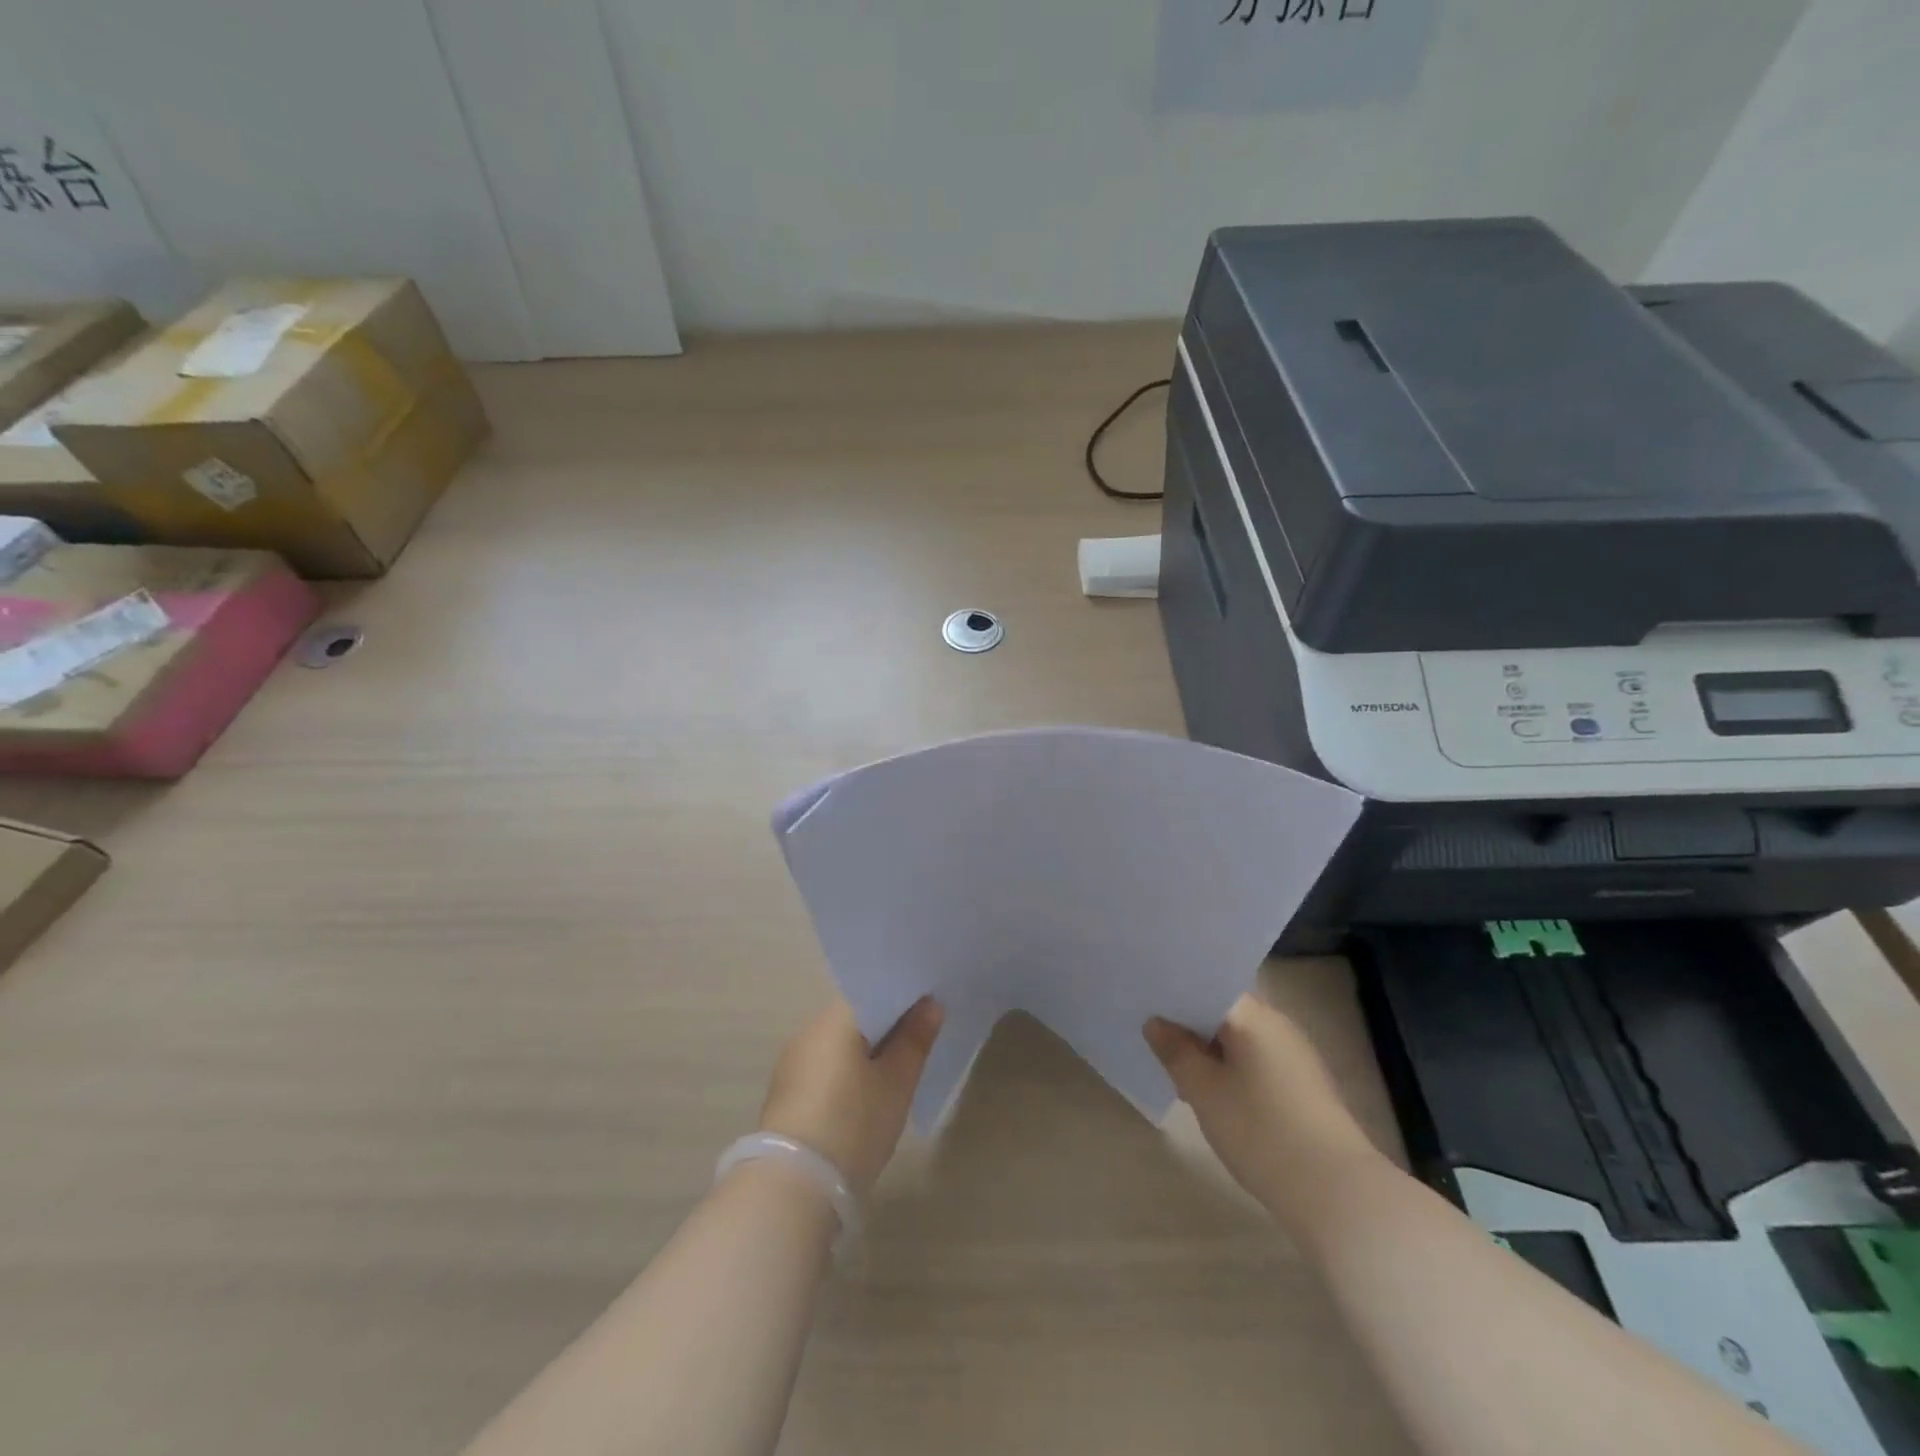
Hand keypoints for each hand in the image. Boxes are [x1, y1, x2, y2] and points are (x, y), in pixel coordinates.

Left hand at [759, 997, 942, 1197]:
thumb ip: (915, 1039)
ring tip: (898, 1069)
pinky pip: (825, 1067)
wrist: (792, 1187)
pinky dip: (848, 1072)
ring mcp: (793, 1061)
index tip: (930, 1008)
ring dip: (866, 1051)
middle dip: (887, 1026)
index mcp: (835, 1017)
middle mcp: (809, 1030)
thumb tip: (931, 1004)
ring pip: (840, 1043)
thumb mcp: (896, 1083)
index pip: (873, 990)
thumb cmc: (853, 1123)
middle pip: (856, 1017)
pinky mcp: (786, 1093)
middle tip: (921, 1040)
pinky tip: (866, 1094)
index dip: (904, 997)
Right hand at [1144, 995, 1377, 1214]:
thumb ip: (1176, 1051)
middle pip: (1224, 1010)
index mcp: (1253, 1015)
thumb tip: (1156, 1022)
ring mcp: (1295, 1055)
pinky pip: (1256, 1060)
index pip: (1208, 983)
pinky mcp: (1304, 1086)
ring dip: (1210, 1048)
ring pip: (1240, 1038)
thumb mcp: (1204, 1091)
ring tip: (1175, 1067)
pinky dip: (1231, 1068)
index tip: (1146, 1000)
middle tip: (1151, 1034)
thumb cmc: (1262, 1131)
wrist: (1337, 1193)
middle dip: (1189, 1022)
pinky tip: (1212, 1093)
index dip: (1175, 990)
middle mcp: (1277, 1024)